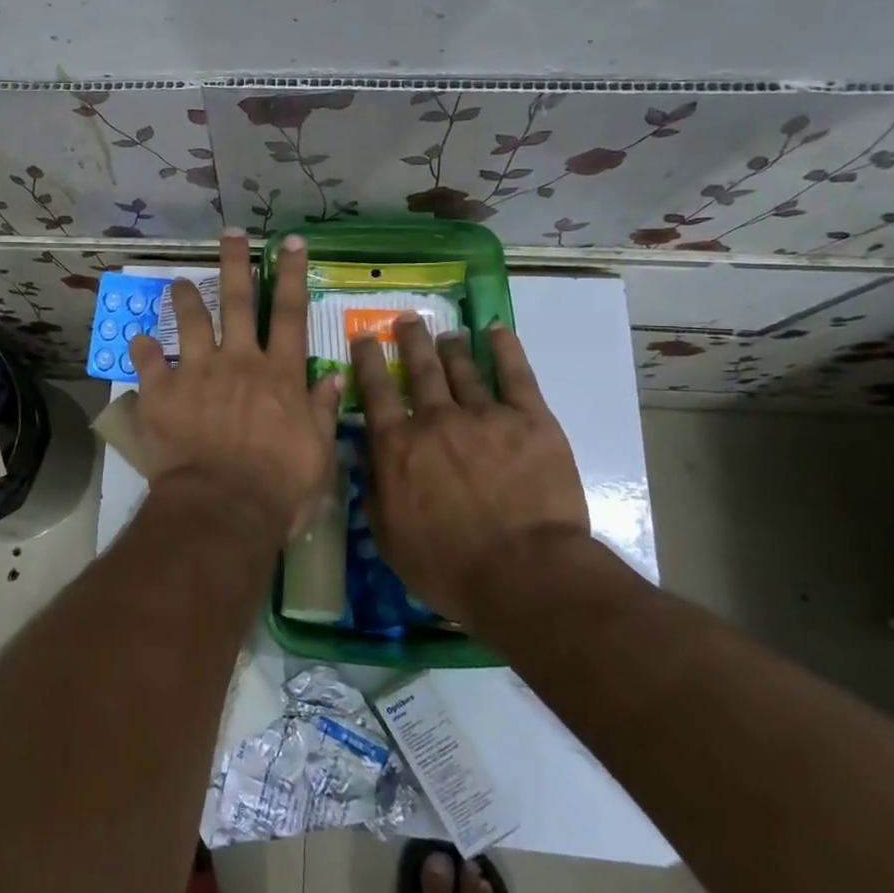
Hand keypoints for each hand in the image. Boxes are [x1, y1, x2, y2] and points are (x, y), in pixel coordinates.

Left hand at [129, 230, 342, 545]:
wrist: (222, 509)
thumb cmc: (278, 488)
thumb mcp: (318, 453)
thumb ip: (322, 411)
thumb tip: (333, 376)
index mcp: (279, 375)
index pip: (291, 314)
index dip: (291, 275)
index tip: (289, 242)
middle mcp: (239, 361)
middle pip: (239, 302)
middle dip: (235, 263)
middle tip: (229, 234)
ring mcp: (198, 372)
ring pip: (191, 321)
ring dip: (185, 297)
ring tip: (178, 281)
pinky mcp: (162, 391)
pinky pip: (148, 362)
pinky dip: (141, 348)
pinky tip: (136, 338)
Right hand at [350, 317, 589, 623]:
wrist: (523, 573)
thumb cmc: (448, 566)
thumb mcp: (388, 537)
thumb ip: (374, 492)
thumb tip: (368, 460)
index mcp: (398, 445)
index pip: (375, 391)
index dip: (366, 360)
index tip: (363, 337)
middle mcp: (435, 419)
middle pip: (420, 368)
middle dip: (410, 339)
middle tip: (406, 319)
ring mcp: (485, 415)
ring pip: (463, 368)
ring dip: (451, 346)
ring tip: (447, 332)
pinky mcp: (530, 420)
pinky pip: (516, 374)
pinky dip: (505, 349)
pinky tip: (497, 331)